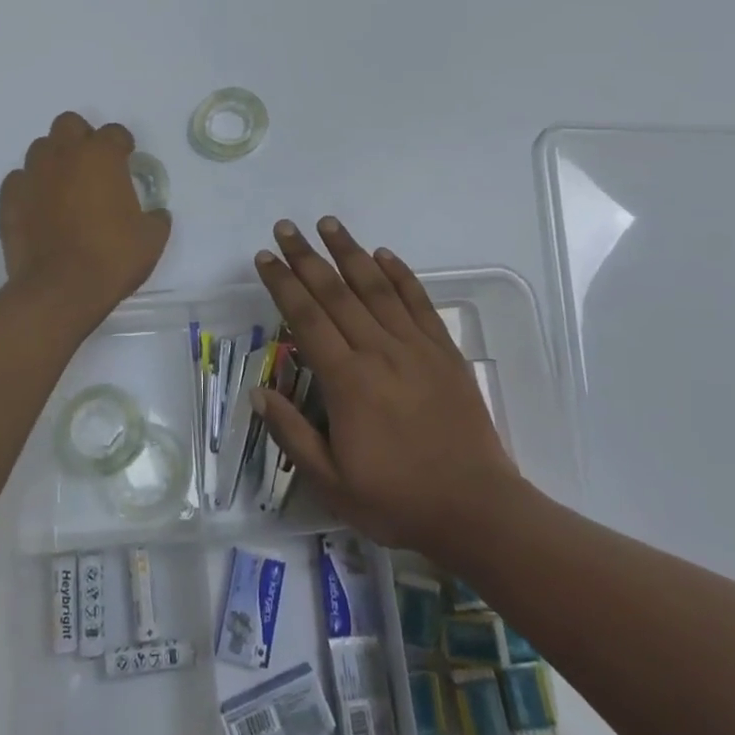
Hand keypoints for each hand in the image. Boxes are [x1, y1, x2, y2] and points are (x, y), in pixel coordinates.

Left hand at [0, 113, 170, 326]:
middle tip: (93, 165)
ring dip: (54, 160)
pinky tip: (40, 207)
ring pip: (40, 148)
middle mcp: (63, 155)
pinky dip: (31, 188)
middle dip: (82, 138)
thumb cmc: (111, 257)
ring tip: (65, 186)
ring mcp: (32, 175)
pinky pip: (19, 180)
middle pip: (69, 125)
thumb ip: (155, 218)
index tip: (127, 160)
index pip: (114, 132)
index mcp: (101, 156)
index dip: (122, 145)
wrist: (59, 290)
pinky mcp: (9, 199)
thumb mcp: (151, 239)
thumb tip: (156, 214)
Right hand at [252, 217, 529, 561]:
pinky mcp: (444, 351)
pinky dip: (400, 275)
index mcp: (347, 381)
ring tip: (328, 223)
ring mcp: (415, 347)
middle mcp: (378, 351)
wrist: (477, 510)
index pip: (306, 318)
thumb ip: (292, 434)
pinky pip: (419, 302)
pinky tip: (384, 254)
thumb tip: (257, 393)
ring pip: (375, 287)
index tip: (264, 257)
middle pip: (335, 293)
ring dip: (349, 252)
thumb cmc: (398, 500)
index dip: (282, 284)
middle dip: (306, 257)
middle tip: (285, 227)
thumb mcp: (332, 483)